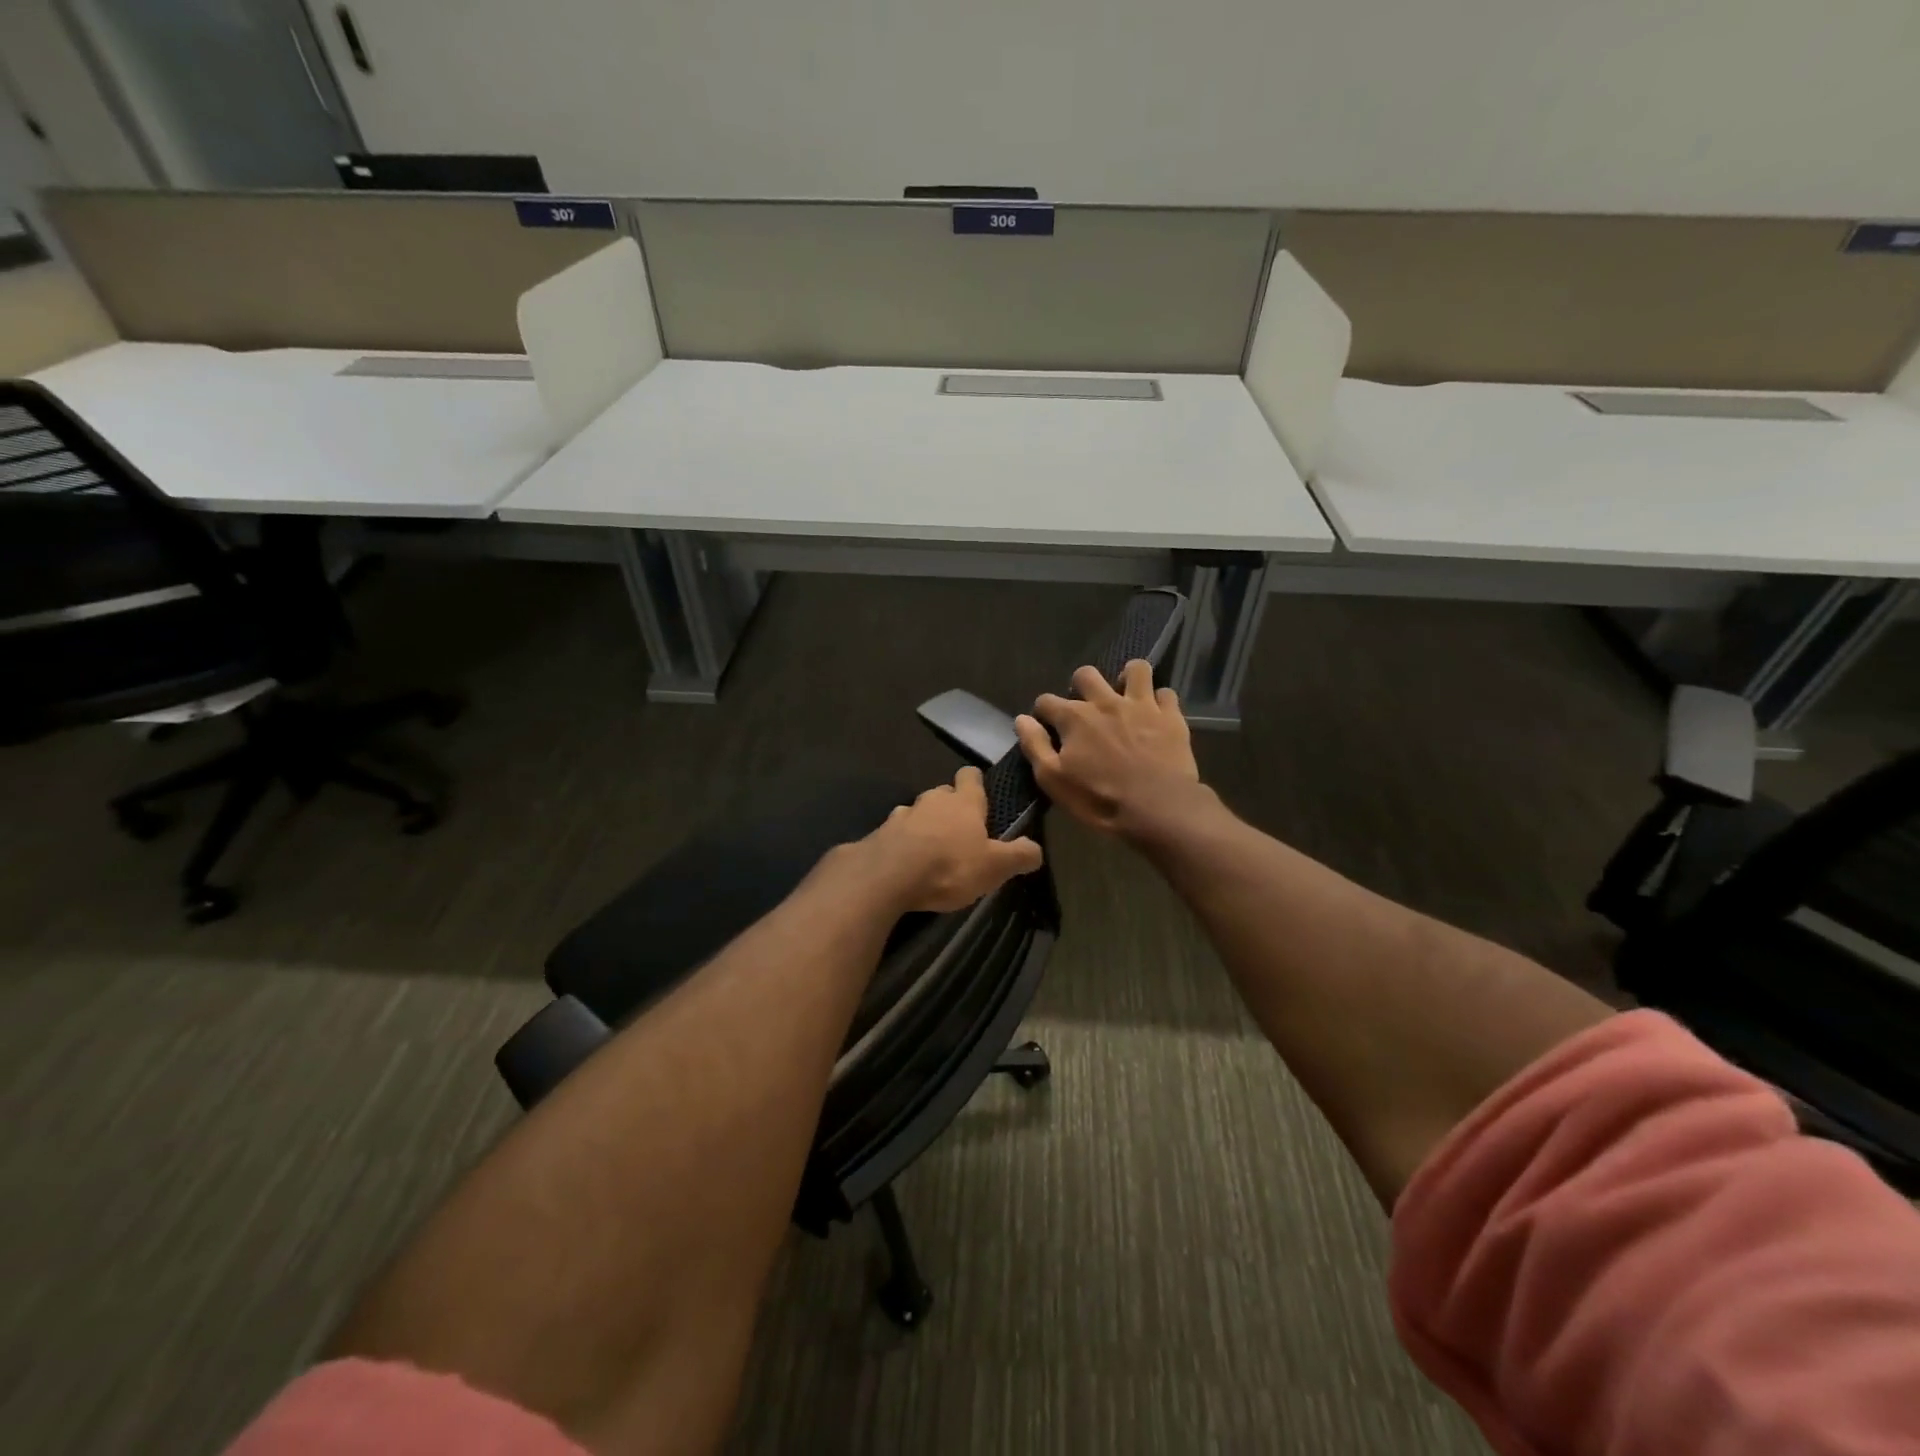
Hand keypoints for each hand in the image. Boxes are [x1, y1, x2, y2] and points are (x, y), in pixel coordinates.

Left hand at [864, 766, 1044, 912]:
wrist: (887, 876)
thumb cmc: (949, 866)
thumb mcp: (994, 867)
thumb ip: (1019, 856)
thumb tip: (1036, 849)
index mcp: (964, 801)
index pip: (970, 775)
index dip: (976, 783)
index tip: (981, 797)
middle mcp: (932, 799)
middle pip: (944, 794)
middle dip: (951, 808)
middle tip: (961, 832)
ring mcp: (903, 814)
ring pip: (919, 812)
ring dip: (926, 825)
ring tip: (932, 849)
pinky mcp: (881, 832)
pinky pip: (897, 832)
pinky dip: (904, 842)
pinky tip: (906, 862)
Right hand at [1015, 660, 1202, 838]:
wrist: (1158, 808)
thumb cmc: (1099, 799)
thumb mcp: (1054, 780)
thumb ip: (1035, 746)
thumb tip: (1022, 719)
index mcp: (1074, 717)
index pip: (1046, 701)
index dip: (1043, 712)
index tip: (1046, 726)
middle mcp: (1105, 702)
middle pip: (1086, 674)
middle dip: (1080, 686)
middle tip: (1085, 708)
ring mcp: (1141, 705)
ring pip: (1135, 670)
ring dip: (1127, 678)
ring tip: (1125, 696)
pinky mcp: (1171, 716)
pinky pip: (1166, 693)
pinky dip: (1159, 701)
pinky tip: (1156, 715)